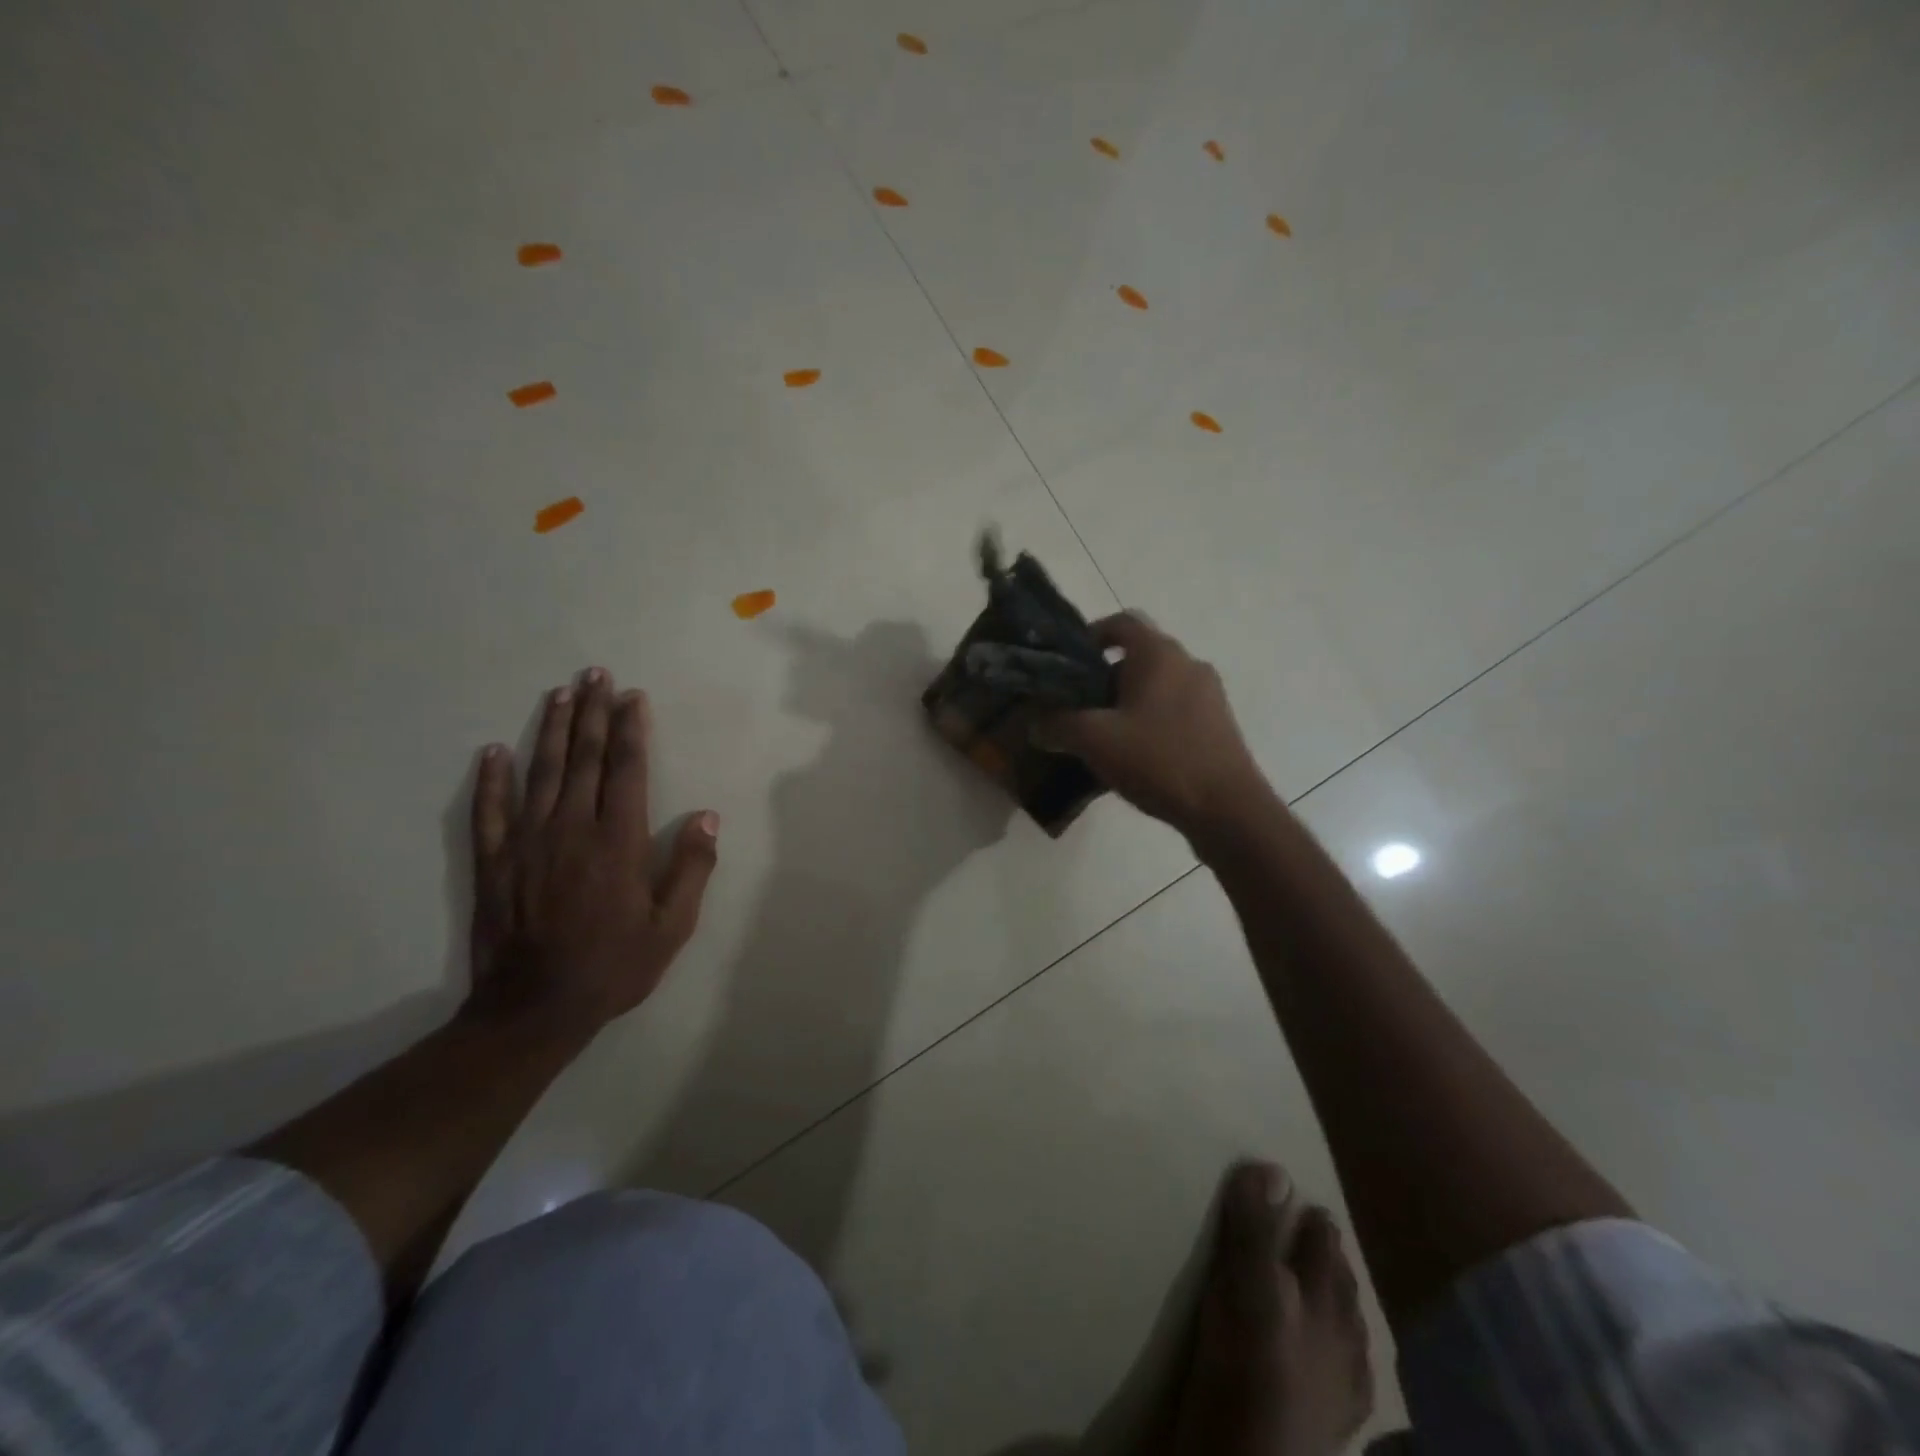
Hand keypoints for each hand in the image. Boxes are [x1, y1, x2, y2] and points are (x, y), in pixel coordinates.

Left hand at [465, 668, 718, 1033]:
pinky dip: (491, 778)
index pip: (626, 770)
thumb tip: (708, 817)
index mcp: (617, 841)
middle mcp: (571, 829)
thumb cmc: (614, 966)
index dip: (630, 730)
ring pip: (540, 772)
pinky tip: (493, 751)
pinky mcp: (493, 861)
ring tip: (560, 693)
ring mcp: (526, 842)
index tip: (633, 698)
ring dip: (551, 729)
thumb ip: (692, 868)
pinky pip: (489, 810)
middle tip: (596, 675)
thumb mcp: (672, 926)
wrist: (534, 1009)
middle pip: (582, 758)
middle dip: (592, 713)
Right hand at [1039, 614, 1268, 835]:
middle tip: (1077, 707)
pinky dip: (1150, 721)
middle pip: (1138, 656)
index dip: (1090, 635)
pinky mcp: (1218, 724)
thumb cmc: (1158, 760)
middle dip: (1104, 678)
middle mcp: (1188, 664)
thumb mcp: (1094, 740)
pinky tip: (1135, 757)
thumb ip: (1057, 725)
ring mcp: (1208, 695)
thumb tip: (1035, 724)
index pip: (1121, 622)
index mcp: (1159, 654)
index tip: (1068, 663)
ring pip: (1157, 686)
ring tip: (1102, 736)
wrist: (1227, 809)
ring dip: (1127, 703)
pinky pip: (1174, 710)